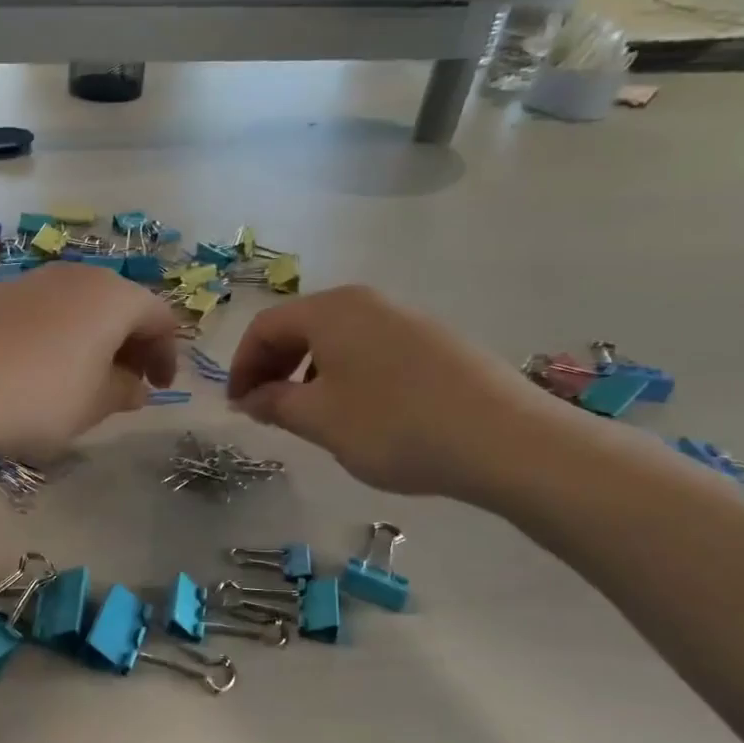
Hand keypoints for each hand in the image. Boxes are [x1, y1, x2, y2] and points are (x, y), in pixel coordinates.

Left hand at [0, 262, 180, 454]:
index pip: (160, 317)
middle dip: (133, 345)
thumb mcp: (92, 406)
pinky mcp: (1, 293)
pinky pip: (49, 311)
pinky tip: (43, 369)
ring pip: (83, 307)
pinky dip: (62, 336)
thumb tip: (136, 386)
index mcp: (113, 297)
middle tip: (128, 385)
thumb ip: (125, 392)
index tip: (160, 389)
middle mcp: (78, 276)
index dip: (168, 354)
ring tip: (86, 381)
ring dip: (96, 341)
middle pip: (121, 305)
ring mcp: (35, 280)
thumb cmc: (34, 397)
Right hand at [227, 285, 567, 499]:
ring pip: (336, 339)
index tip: (237, 406)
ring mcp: (406, 319)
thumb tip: (249, 398)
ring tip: (309, 415)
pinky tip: (358, 412)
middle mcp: (368, 302)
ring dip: (308, 372)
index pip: (265, 326)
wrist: (506, 441)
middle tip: (264, 409)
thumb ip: (274, 403)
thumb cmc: (394, 425)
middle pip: (300, 326)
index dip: (241, 365)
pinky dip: (344, 374)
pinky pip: (370, 350)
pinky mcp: (435, 342)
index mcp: (332, 310)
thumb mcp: (320, 420)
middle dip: (273, 367)